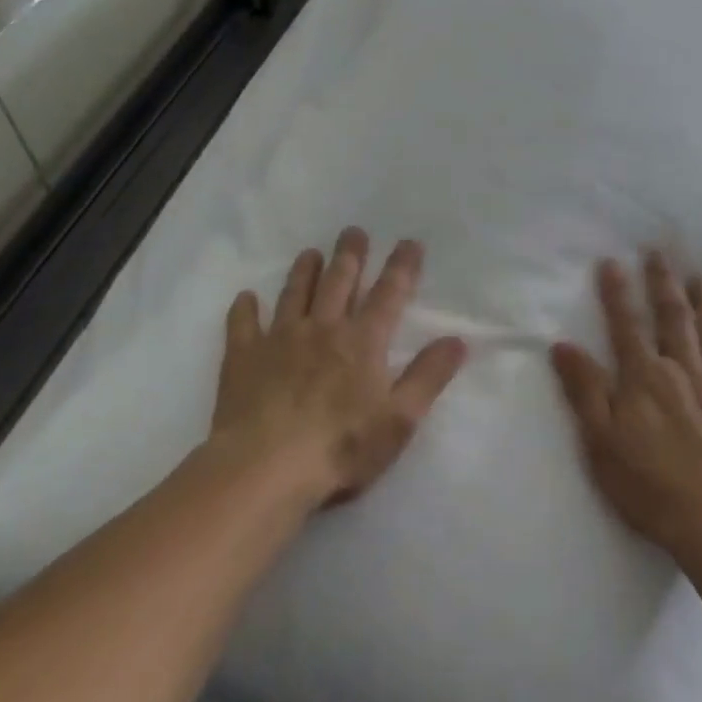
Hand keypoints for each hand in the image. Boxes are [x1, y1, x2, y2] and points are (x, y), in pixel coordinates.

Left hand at [212, 229, 467, 508]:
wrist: (264, 469)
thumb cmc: (340, 448)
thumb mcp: (399, 420)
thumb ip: (428, 377)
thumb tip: (458, 340)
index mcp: (362, 341)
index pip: (388, 294)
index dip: (401, 267)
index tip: (409, 242)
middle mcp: (323, 329)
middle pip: (340, 281)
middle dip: (350, 255)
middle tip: (353, 232)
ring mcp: (280, 340)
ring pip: (295, 294)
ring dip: (305, 271)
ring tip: (310, 253)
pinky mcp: (244, 358)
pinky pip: (243, 325)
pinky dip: (245, 309)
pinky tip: (245, 298)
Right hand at [551, 253, 701, 558]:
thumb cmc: (650, 485)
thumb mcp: (601, 442)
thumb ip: (584, 390)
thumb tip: (562, 344)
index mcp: (645, 377)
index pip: (626, 325)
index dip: (617, 293)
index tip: (612, 261)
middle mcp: (684, 370)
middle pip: (673, 317)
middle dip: (664, 283)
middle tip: (660, 252)